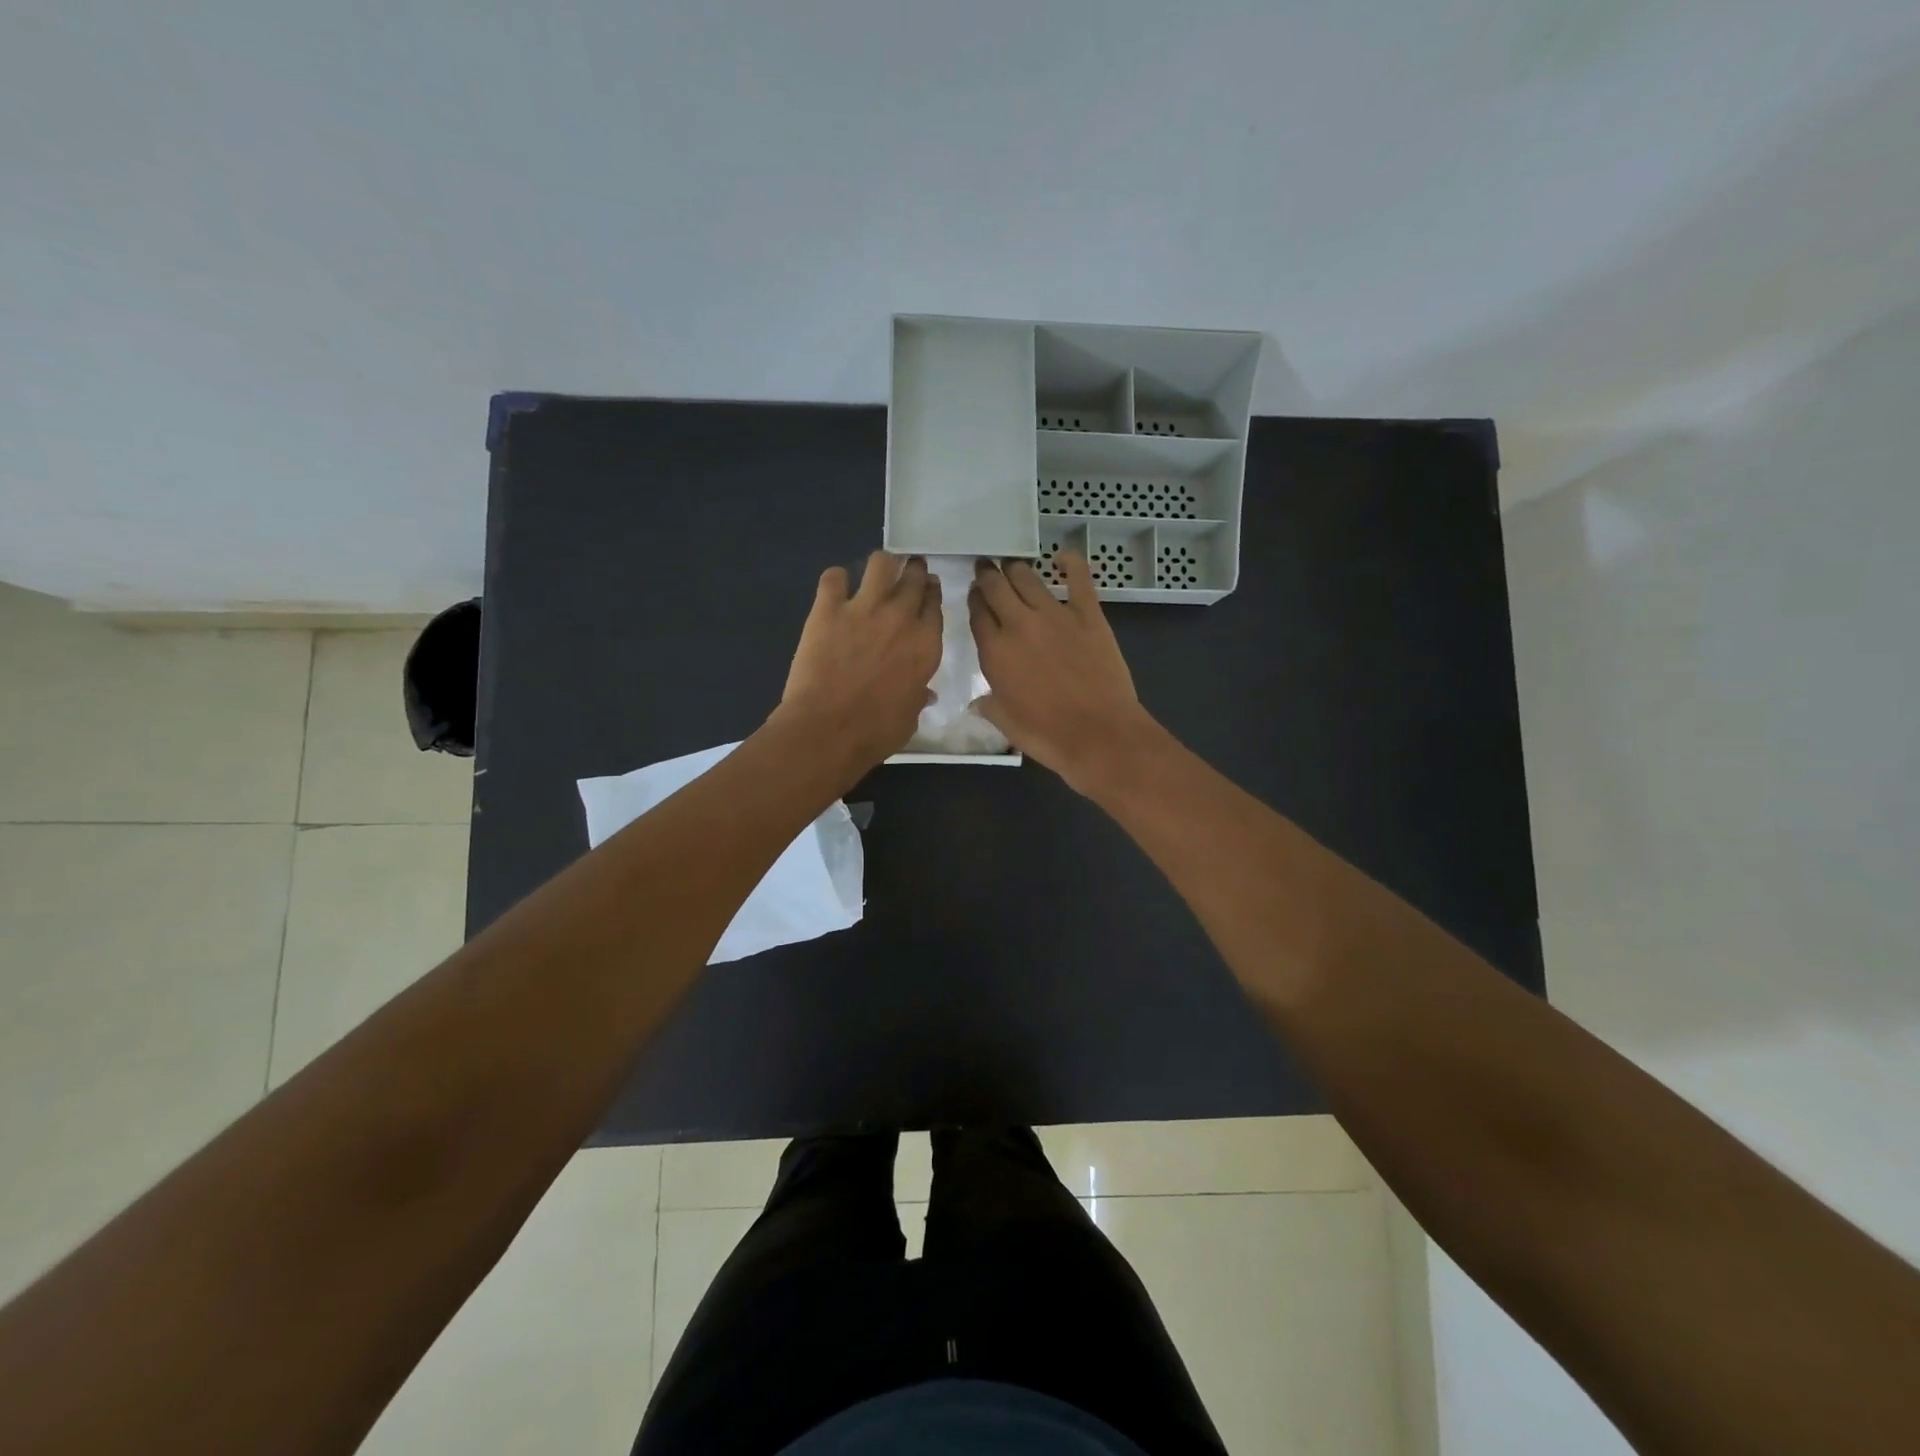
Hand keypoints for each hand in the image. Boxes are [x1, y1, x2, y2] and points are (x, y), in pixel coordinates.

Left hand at [776, 550, 941, 773]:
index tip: (928, 590)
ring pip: (881, 563)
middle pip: (914, 578)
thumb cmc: (875, 732)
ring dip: (881, 565)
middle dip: (913, 572)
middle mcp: (901, 617)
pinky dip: (836, 580)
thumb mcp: (910, 717)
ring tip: (877, 573)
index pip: (934, 604)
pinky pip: (834, 577)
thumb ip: (918, 697)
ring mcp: (864, 608)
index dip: (931, 594)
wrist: (828, 729)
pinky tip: (835, 588)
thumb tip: (924, 693)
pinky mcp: (827, 608)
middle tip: (907, 573)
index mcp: (926, 644)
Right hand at [969, 553, 1162, 794]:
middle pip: (996, 587)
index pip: (977, 614)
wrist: (1098, 733)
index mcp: (995, 651)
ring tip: (1012, 565)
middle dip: (988, 575)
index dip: (974, 600)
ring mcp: (1055, 614)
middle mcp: (1019, 624)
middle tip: (986, 568)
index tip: (974, 594)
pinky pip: (1078, 577)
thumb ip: (989, 707)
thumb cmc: (1048, 735)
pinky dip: (1070, 562)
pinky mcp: (1088, 614)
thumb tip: (975, 703)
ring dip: (1016, 569)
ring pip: (1027, 578)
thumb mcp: (1007, 724)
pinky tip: (1062, 557)